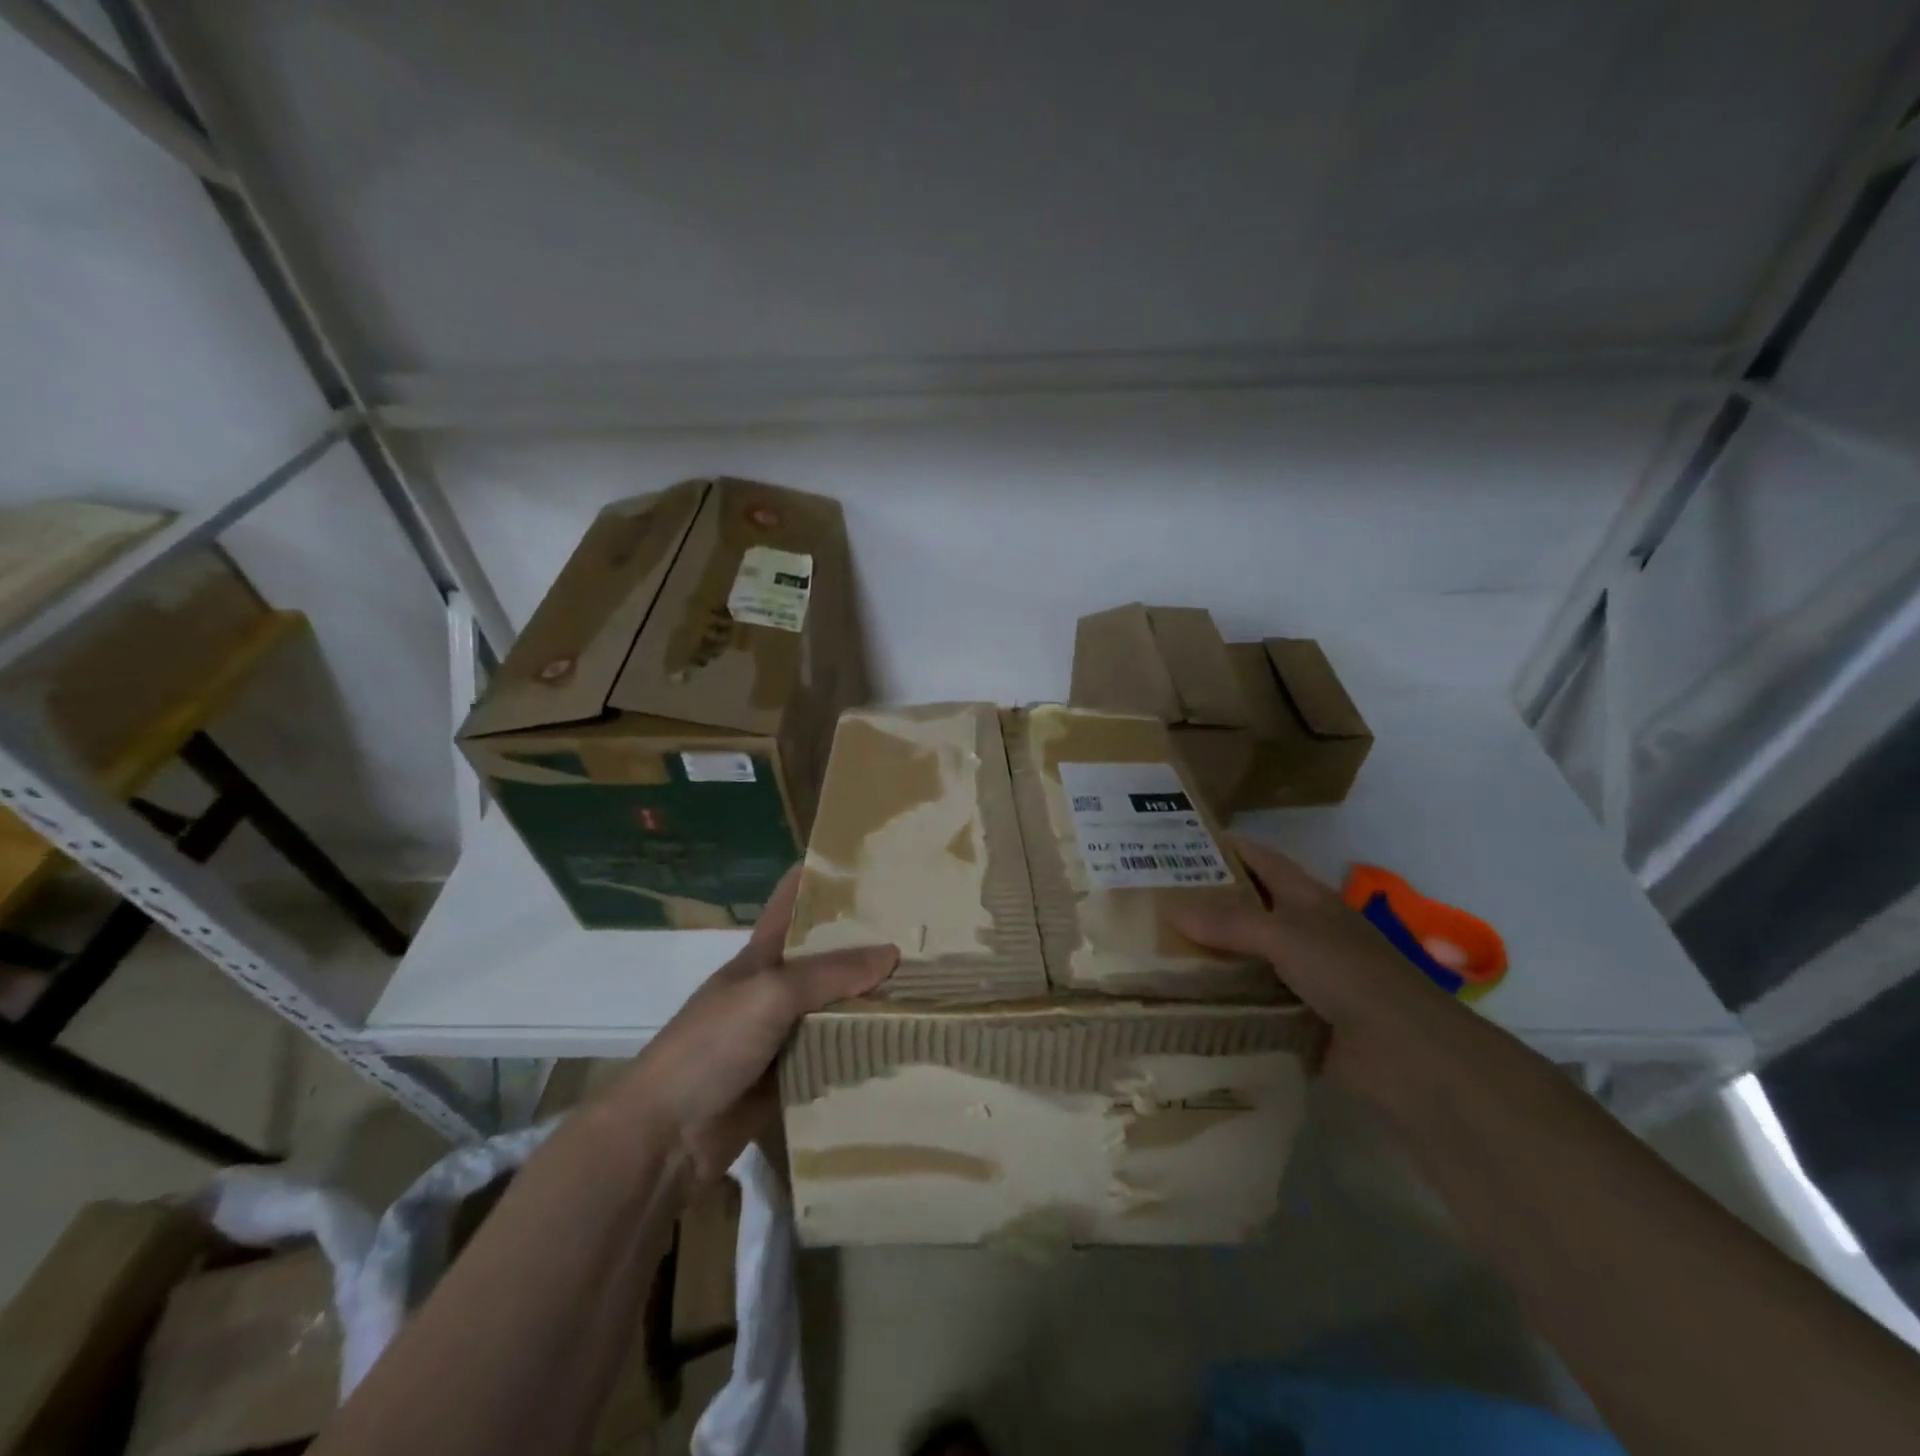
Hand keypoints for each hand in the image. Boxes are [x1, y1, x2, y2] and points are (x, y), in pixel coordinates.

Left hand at [615, 865, 898, 1179]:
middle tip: (922, 931)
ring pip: (836, 1008)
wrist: (666, 1135)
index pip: (793, 902)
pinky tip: (903, 1043)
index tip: (870, 864)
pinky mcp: (792, 1077)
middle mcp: (775, 989)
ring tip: (930, 985)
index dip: (823, 879)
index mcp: (762, 955)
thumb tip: (891, 953)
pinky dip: (862, 1049)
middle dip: (867, 944)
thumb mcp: (770, 994)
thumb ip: (830, 974)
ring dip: (872, 1001)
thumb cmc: (711, 1045)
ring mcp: (783, 1035)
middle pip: (826, 958)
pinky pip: (834, 1054)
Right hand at [1168, 834, 1462, 1092]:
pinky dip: (1224, 999)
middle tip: (1153, 902)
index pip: (1261, 860)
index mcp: (1307, 899)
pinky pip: (1252, 1000)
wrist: (1406, 1053)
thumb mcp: (1286, 936)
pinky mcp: (1299, 1016)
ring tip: (1156, 951)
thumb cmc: (1349, 974)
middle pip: (1248, 908)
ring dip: (1211, 955)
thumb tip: (1171, 910)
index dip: (1225, 847)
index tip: (1178, 843)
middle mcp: (1304, 931)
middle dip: (1206, 904)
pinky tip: (1186, 1001)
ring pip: (1247, 956)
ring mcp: (1303, 976)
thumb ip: (1230, 923)